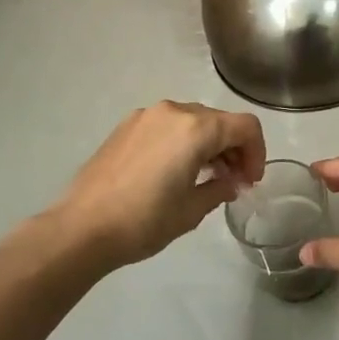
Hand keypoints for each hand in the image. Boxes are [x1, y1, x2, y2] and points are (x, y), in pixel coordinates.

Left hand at [53, 101, 266, 268]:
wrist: (81, 228)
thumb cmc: (144, 221)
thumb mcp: (192, 210)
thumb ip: (219, 189)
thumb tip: (229, 182)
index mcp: (196, 128)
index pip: (245, 126)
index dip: (257, 152)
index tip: (250, 181)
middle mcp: (173, 111)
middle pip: (220, 120)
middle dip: (234, 148)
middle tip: (233, 182)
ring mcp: (146, 116)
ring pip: (193, 121)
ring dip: (209, 144)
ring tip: (206, 178)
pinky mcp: (127, 126)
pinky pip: (168, 126)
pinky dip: (183, 142)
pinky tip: (175, 171)